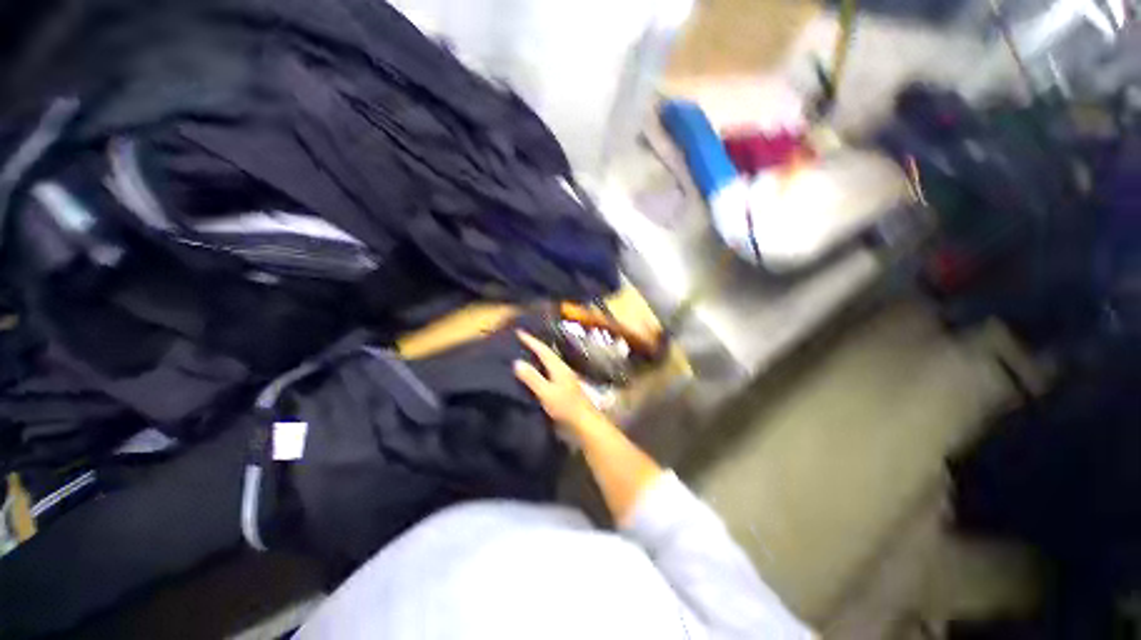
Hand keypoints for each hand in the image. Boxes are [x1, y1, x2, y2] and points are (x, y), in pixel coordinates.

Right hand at [514, 331, 605, 434]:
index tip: (519, 332)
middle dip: (535, 346)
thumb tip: (517, 362)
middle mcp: (562, 369)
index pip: (543, 350)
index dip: (531, 341)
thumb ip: (533, 378)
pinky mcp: (564, 388)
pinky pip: (549, 372)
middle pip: (547, 354)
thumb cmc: (566, 407)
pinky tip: (535, 373)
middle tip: (521, 341)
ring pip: (549, 363)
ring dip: (538, 357)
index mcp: (559, 367)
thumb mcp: (547, 392)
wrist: (585, 424)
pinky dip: (541, 369)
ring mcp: (565, 379)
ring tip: (525, 354)